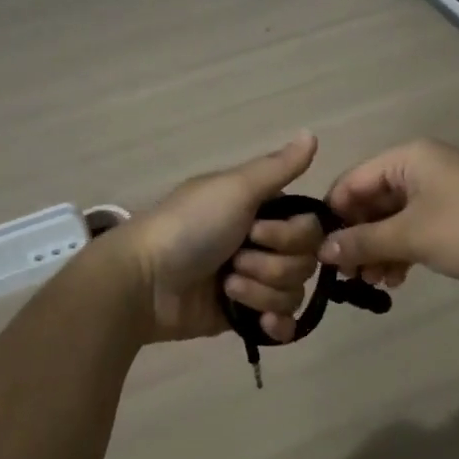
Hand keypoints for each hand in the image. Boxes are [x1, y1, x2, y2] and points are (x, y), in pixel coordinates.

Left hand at [115, 133, 329, 343]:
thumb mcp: (234, 189)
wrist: (146, 281)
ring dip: (260, 292)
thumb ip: (278, 167)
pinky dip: (275, 325)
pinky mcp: (242, 316)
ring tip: (226, 288)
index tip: (256, 232)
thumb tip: (312, 132)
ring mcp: (252, 281)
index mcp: (260, 209)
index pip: (309, 227)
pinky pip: (282, 325)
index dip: (290, 236)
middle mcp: (261, 242)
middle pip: (304, 262)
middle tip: (235, 260)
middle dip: (271, 266)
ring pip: (292, 293)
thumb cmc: (190, 226)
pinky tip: (259, 323)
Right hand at [318, 140, 458, 293]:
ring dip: (379, 249)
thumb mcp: (411, 236)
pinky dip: (403, 251)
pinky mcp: (458, 217)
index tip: (317, 251)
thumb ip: (363, 242)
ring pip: (394, 218)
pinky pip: (417, 229)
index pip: (353, 180)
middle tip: (346, 275)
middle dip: (358, 237)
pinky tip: (397, 280)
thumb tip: (322, 250)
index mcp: (407, 158)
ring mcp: (442, 192)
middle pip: (373, 200)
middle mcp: (421, 168)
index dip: (333, 214)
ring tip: (373, 283)